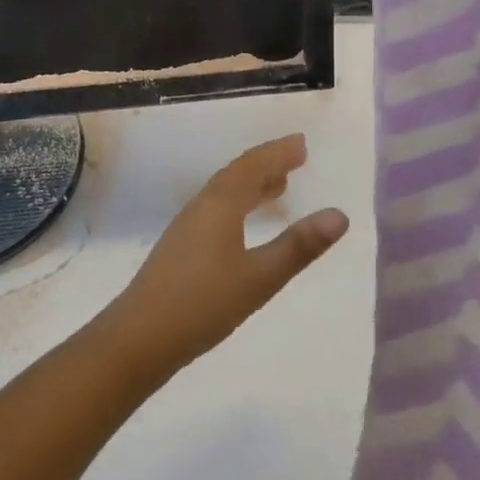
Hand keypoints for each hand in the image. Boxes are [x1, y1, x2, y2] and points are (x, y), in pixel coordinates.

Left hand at [97, 135, 348, 381]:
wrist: (139, 337)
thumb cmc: (203, 303)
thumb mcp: (260, 277)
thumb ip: (299, 246)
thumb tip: (340, 215)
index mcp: (221, 204)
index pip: (253, 166)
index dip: (278, 153)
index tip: (302, 143)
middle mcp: (202, 206)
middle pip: (237, 174)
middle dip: (267, 163)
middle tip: (295, 157)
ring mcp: (188, 226)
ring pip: (225, 192)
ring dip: (252, 183)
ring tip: (278, 186)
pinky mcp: (181, 247)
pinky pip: (216, 208)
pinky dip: (238, 203)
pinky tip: (243, 224)